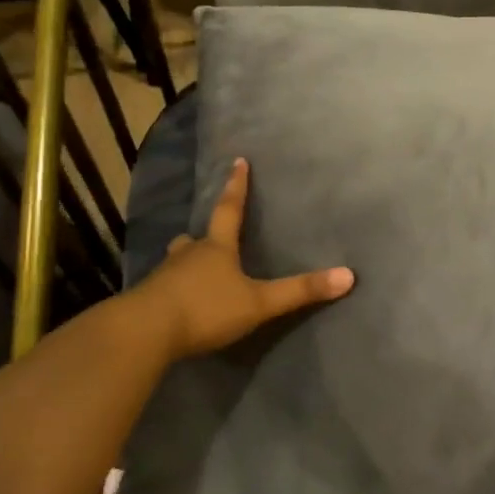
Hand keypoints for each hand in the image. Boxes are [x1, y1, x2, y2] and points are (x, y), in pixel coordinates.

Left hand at [129, 157, 353, 359]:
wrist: (146, 332)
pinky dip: (173, 289)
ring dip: (187, 262)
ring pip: (178, 261)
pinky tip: (177, 303)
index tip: (237, 161)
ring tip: (194, 270)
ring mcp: (164, 276)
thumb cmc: (206, 309)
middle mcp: (188, 254)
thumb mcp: (259, 303)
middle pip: (197, 237)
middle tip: (210, 237)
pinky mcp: (148, 299)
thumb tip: (349, 276)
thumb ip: (300, 291)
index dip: (237, 187)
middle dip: (205, 236)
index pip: (230, 210)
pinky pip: (164, 287)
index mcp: (216, 248)